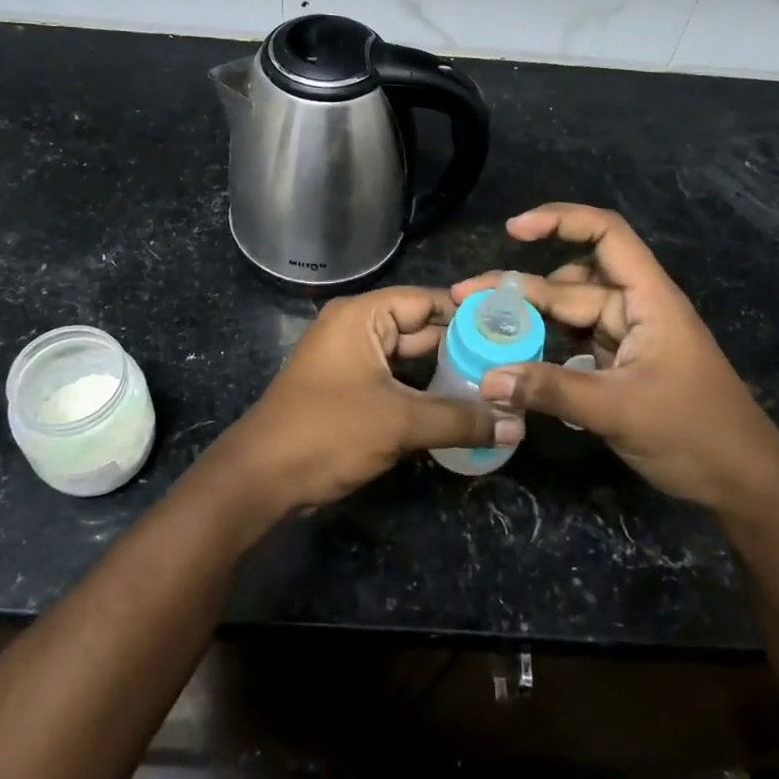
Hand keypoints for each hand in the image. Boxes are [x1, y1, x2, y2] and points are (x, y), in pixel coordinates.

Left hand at [214, 286, 501, 520]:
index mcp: (363, 316)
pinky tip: (462, 410)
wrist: (262, 478)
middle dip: (464, 348)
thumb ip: (460, 419)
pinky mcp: (351, 393)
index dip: (470, 313)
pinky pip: (397, 384)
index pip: (427, 300)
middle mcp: (358, 330)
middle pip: (421, 330)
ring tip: (498, 387)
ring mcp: (352, 362)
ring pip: (410, 361)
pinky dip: (426, 394)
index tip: (514, 328)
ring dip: (447, 375)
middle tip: (514, 363)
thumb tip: (516, 425)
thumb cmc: (328, 432)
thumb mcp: (400, 422)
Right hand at [452, 204, 778, 514]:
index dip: (560, 221)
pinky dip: (544, 351)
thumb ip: (551, 390)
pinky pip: (574, 347)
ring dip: (528, 322)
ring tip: (480, 331)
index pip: (606, 234)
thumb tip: (488, 379)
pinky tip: (513, 364)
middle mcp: (635, 309)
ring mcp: (628, 340)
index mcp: (648, 298)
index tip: (513, 231)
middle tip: (464, 299)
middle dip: (518, 289)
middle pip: (570, 285)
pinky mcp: (621, 368)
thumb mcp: (618, 408)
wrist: (745, 484)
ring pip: (568, 317)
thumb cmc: (694, 433)